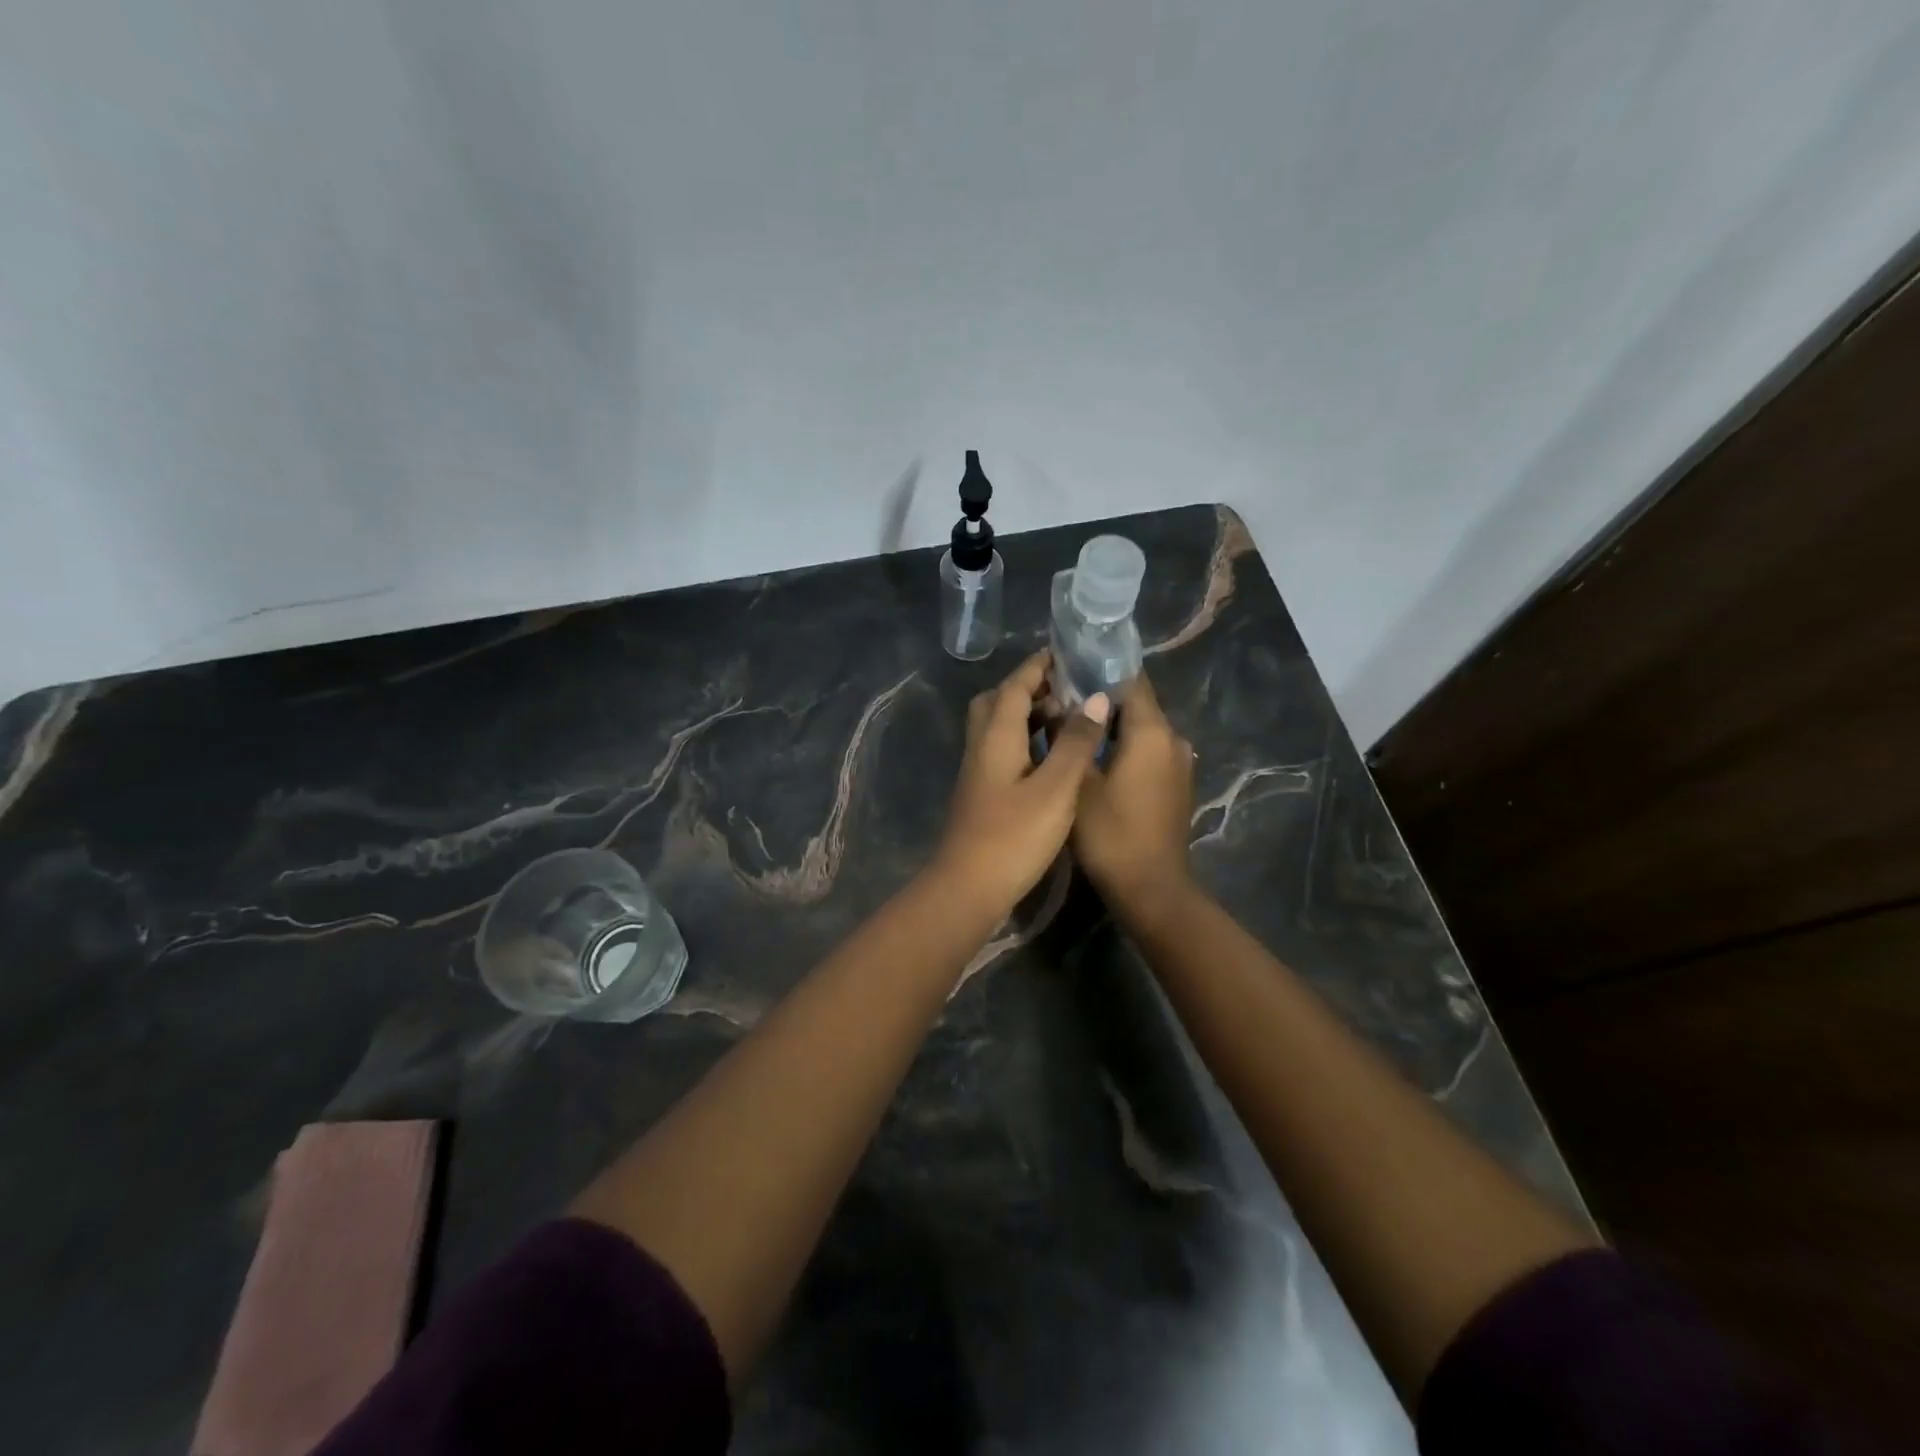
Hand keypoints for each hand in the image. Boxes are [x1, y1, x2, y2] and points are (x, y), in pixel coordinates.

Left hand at [933, 650, 1110, 913]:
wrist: (968, 887)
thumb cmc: (1014, 836)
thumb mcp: (1055, 788)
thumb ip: (1076, 742)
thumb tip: (1096, 698)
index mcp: (996, 736)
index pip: (1015, 686)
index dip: (1039, 667)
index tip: (1066, 654)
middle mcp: (981, 746)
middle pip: (998, 701)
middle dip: (1030, 688)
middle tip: (1066, 690)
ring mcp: (978, 771)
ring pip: (999, 727)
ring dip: (1028, 715)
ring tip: (1067, 720)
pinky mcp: (981, 793)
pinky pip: (1002, 750)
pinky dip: (1026, 741)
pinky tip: (1051, 759)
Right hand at [1072, 670, 1195, 914]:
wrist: (1152, 890)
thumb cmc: (1112, 834)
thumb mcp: (1078, 783)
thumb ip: (1070, 737)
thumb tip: (1059, 703)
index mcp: (1152, 731)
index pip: (1130, 679)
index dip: (1099, 669)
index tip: (1067, 669)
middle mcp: (1173, 739)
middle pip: (1135, 704)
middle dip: (1100, 699)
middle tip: (1058, 701)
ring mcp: (1179, 763)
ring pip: (1141, 730)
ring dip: (1111, 726)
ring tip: (1071, 729)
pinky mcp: (1176, 784)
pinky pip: (1148, 751)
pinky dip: (1124, 748)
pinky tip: (1095, 759)